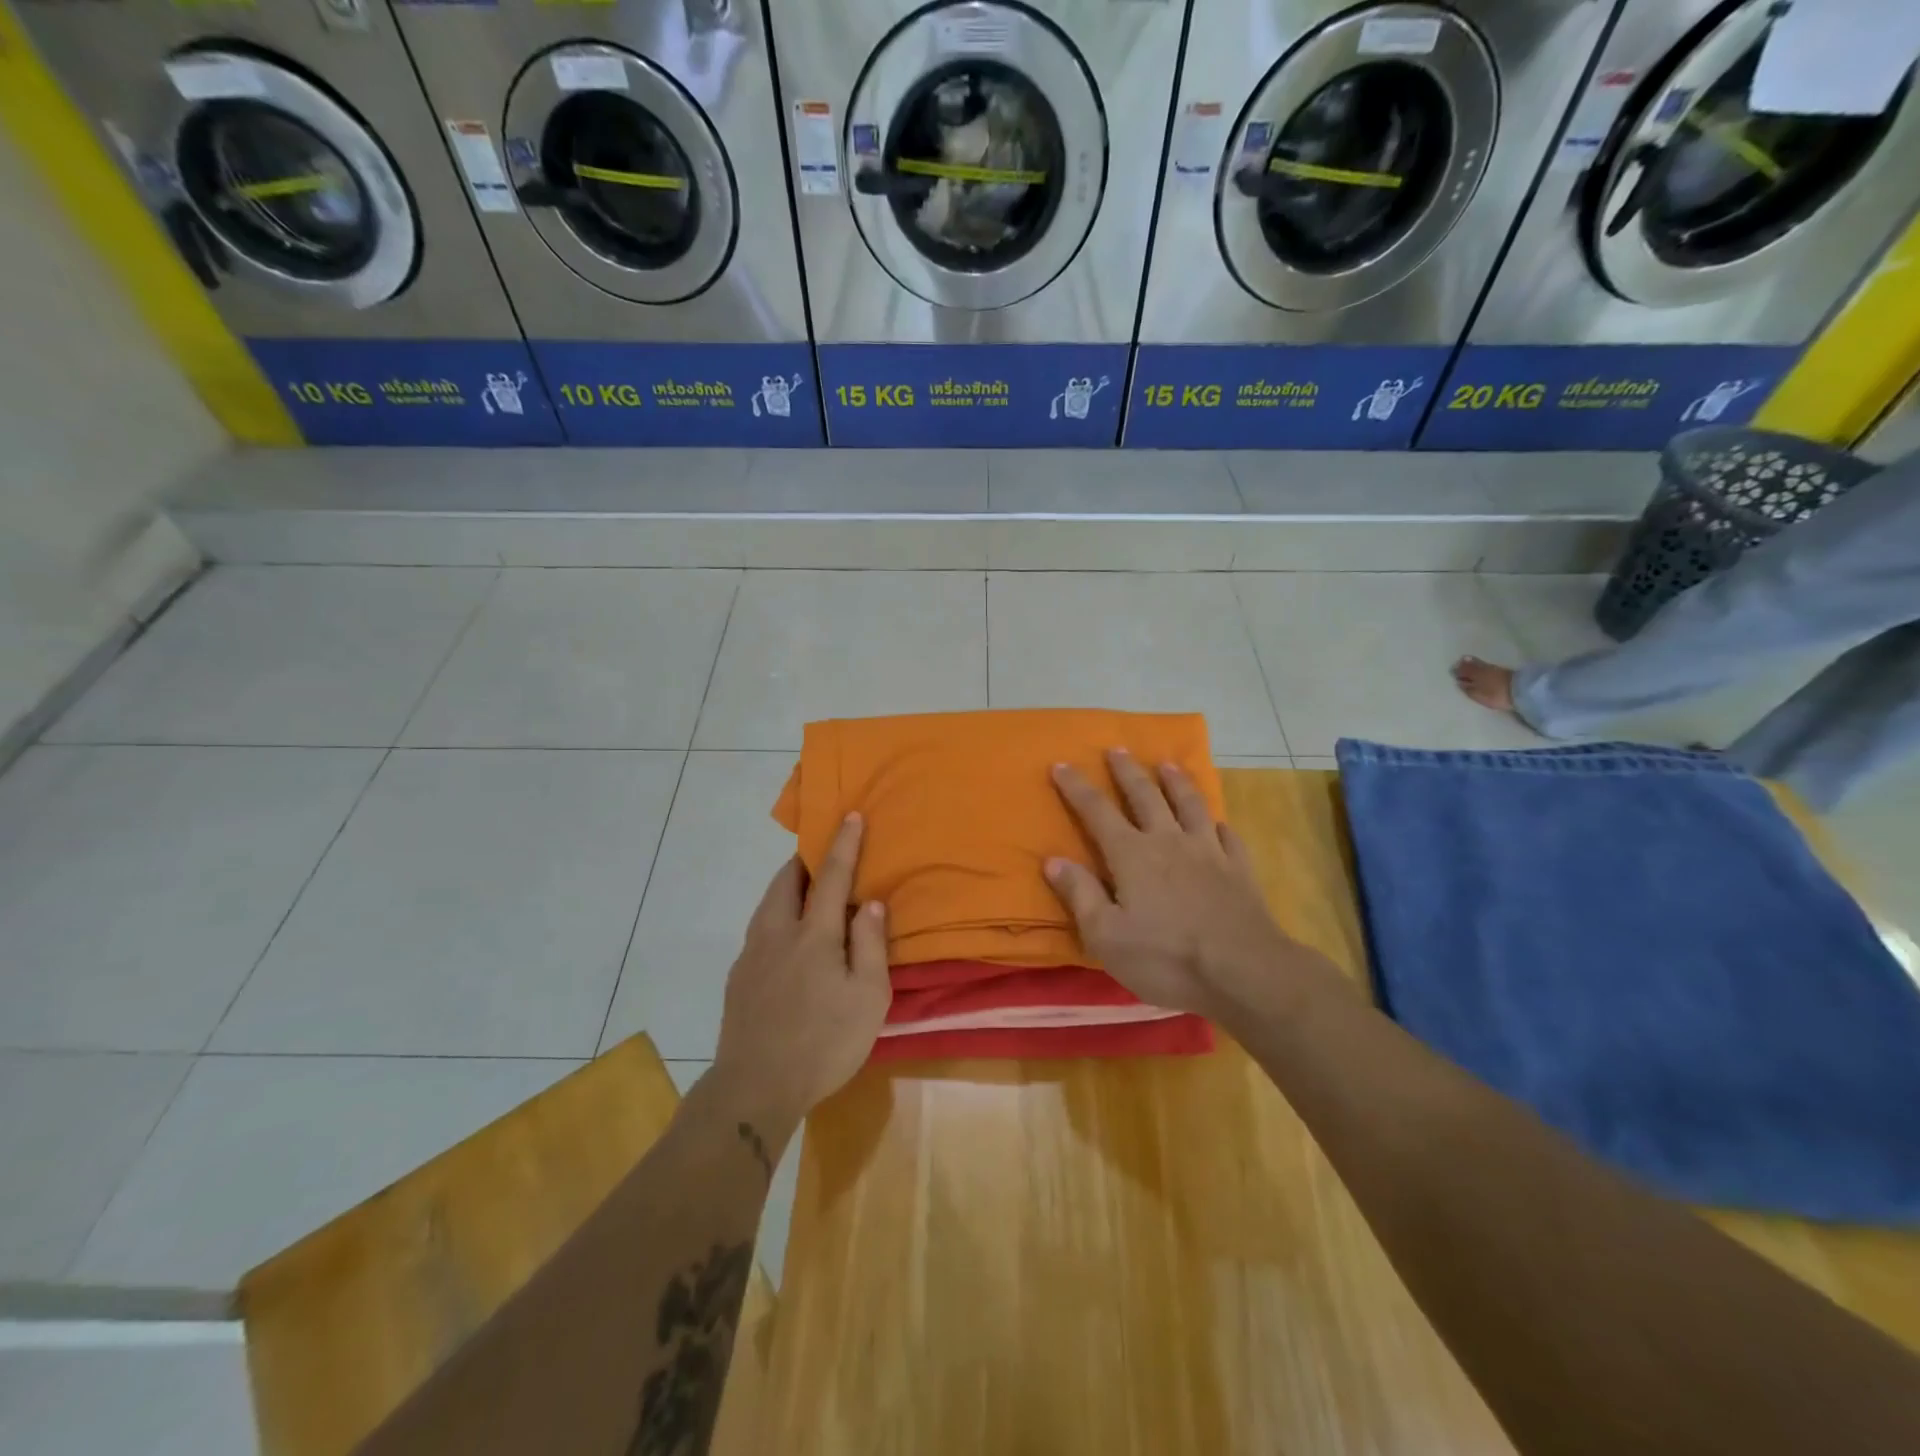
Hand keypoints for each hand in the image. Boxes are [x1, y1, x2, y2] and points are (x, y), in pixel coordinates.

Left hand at [712, 814, 890, 1139]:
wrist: (754, 1088)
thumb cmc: (823, 1043)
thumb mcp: (867, 998)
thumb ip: (870, 944)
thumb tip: (869, 902)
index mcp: (813, 934)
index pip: (830, 876)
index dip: (843, 843)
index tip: (850, 814)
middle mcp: (777, 933)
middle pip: (786, 880)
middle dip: (804, 859)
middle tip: (821, 854)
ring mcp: (752, 955)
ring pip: (768, 903)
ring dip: (787, 885)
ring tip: (805, 890)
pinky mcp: (738, 977)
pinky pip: (759, 928)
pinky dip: (776, 915)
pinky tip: (786, 938)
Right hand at [1045, 750, 1313, 1021]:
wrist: (1244, 971)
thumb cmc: (1166, 957)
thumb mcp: (1106, 936)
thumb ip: (1080, 894)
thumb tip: (1053, 860)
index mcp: (1132, 855)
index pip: (1097, 811)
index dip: (1077, 787)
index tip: (1061, 764)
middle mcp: (1169, 841)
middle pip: (1145, 795)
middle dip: (1127, 771)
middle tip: (1117, 749)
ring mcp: (1209, 851)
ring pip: (1190, 804)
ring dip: (1176, 782)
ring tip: (1167, 764)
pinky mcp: (1238, 869)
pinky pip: (1228, 836)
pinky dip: (1218, 824)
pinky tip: (1218, 823)